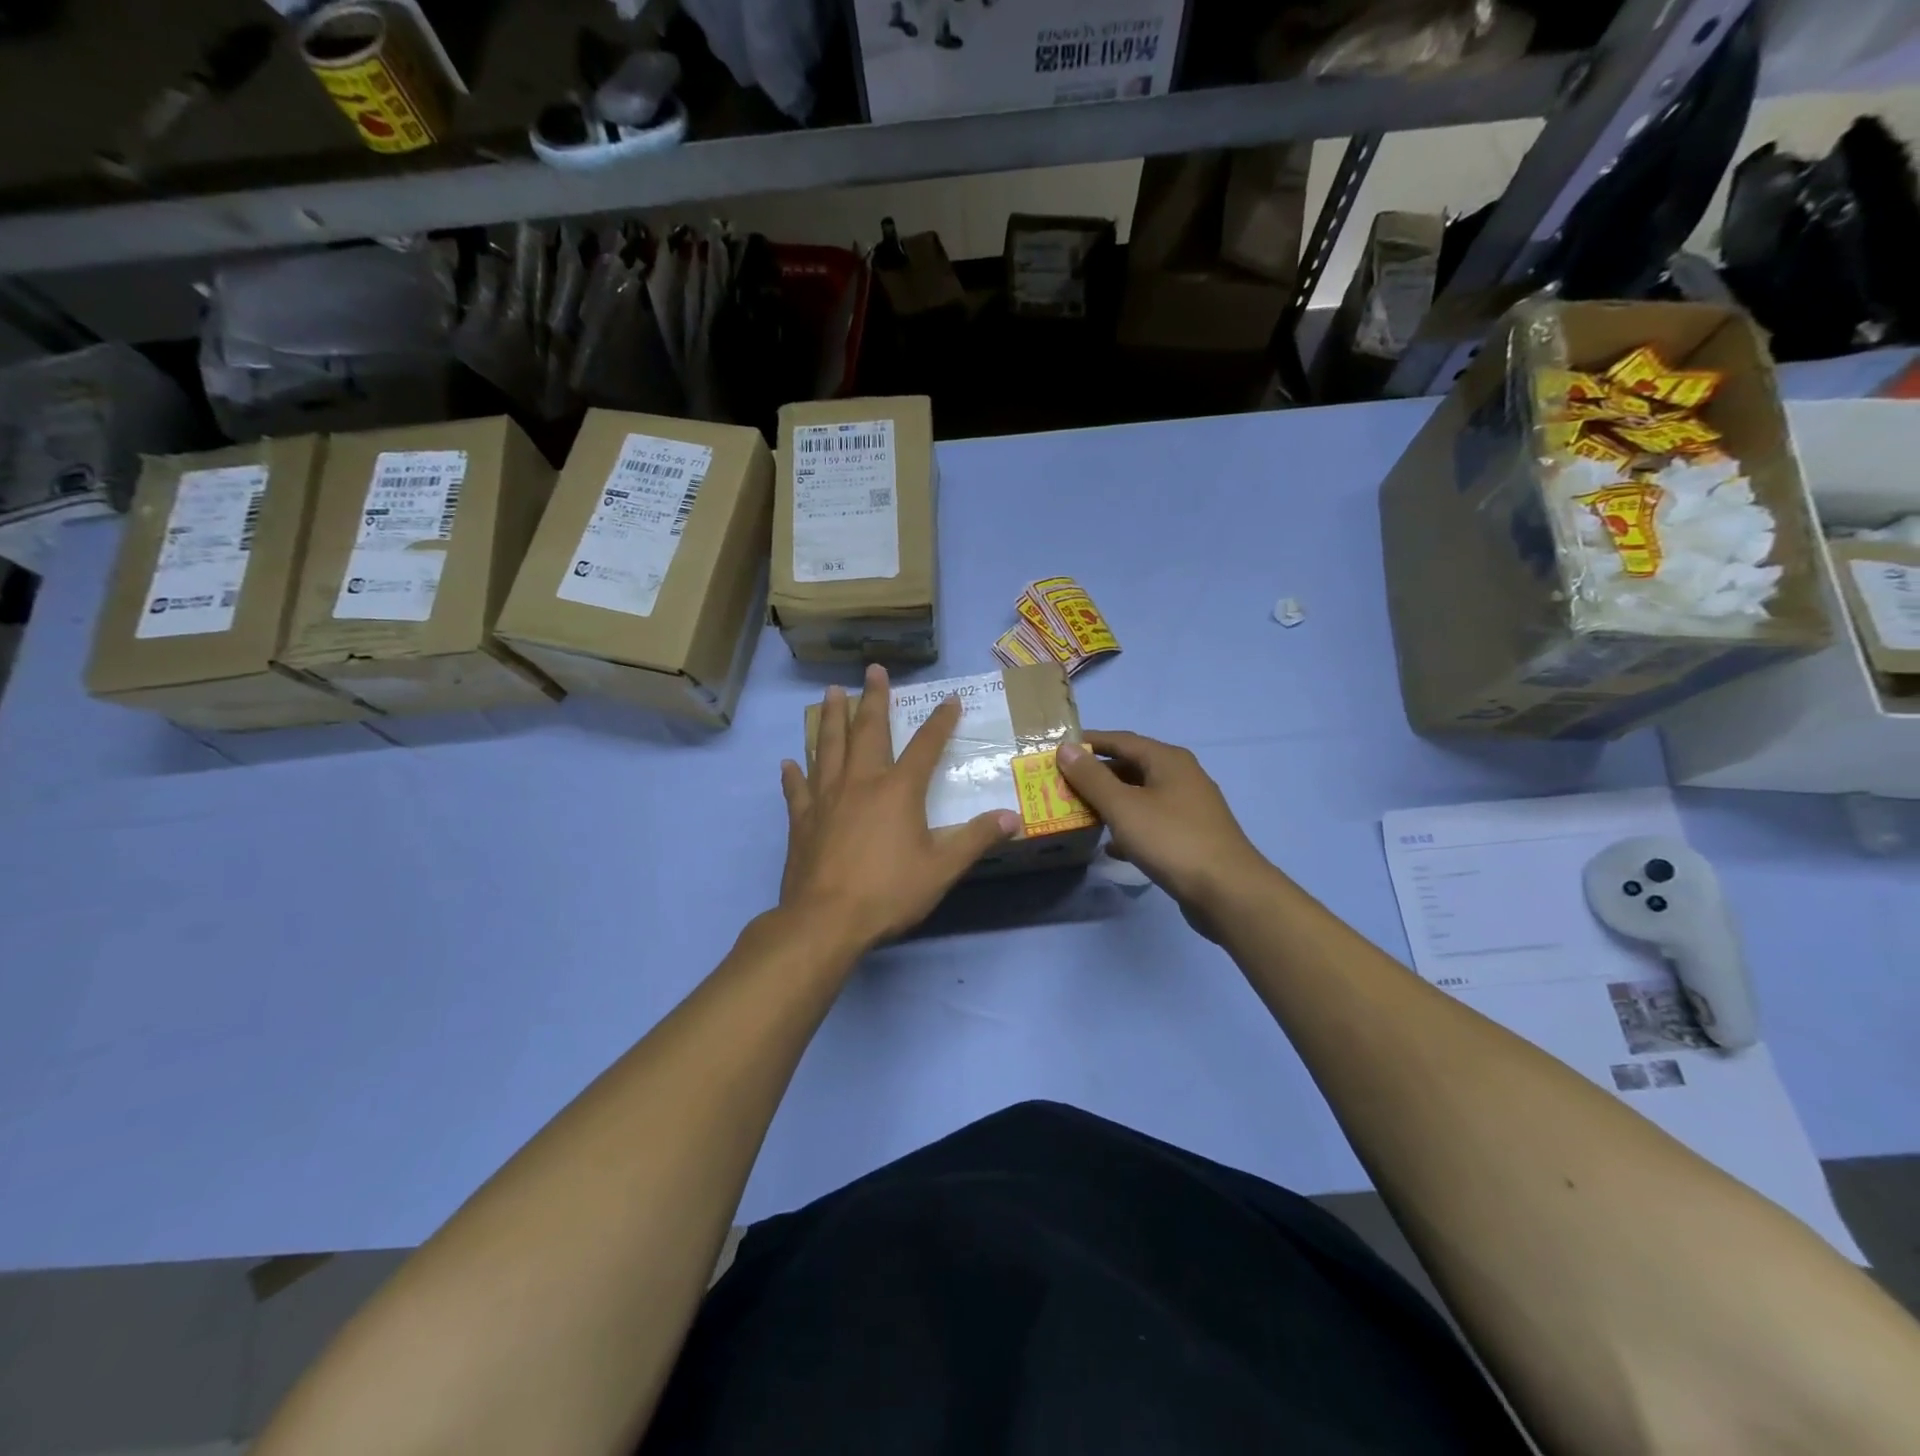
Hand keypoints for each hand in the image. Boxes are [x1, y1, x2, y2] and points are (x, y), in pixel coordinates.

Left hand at [779, 664, 1021, 952]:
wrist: (825, 920)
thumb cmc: (888, 892)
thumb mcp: (942, 868)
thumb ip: (976, 839)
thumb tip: (1013, 817)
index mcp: (898, 790)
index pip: (925, 746)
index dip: (940, 721)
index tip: (950, 699)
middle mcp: (860, 782)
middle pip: (868, 731)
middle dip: (873, 699)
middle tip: (872, 670)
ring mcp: (826, 798)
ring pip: (828, 747)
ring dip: (831, 719)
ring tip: (831, 693)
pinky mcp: (802, 820)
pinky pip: (797, 789)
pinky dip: (794, 774)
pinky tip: (789, 762)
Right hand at [1055, 732, 1271, 939]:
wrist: (1228, 891)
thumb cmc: (1172, 840)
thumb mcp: (1124, 806)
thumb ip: (1092, 777)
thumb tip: (1066, 749)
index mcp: (1167, 760)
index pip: (1120, 740)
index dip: (1088, 743)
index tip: (1057, 750)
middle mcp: (1181, 776)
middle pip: (1131, 767)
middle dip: (1096, 775)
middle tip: (1063, 785)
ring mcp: (1189, 807)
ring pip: (1140, 796)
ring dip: (1110, 802)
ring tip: (1079, 812)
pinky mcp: (1191, 836)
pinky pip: (1151, 822)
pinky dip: (1129, 828)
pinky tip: (1110, 846)